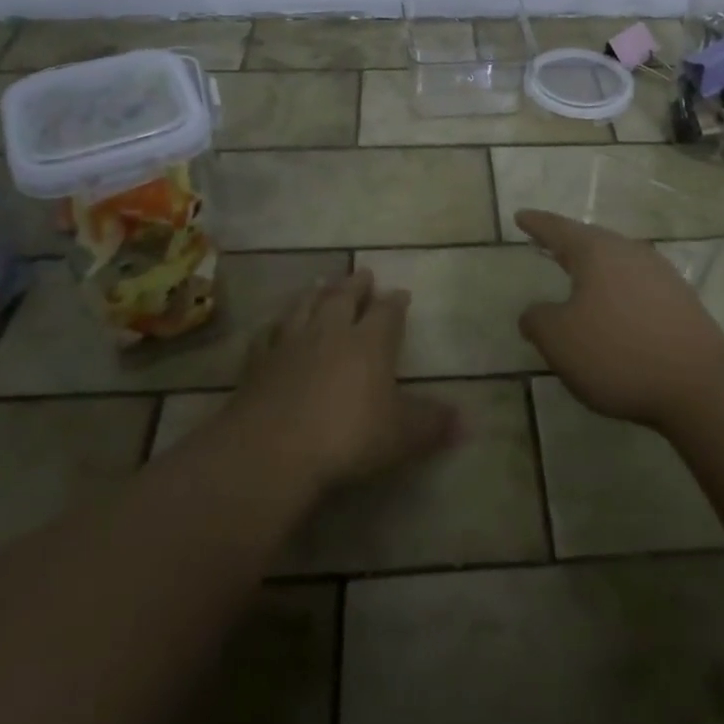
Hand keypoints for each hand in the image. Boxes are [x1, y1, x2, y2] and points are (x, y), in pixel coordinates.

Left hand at [231, 270, 457, 492]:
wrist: (272, 450)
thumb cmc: (348, 438)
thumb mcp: (401, 436)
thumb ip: (431, 424)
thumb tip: (465, 420)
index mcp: (370, 342)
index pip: (387, 312)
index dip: (396, 302)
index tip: (401, 294)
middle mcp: (331, 331)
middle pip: (344, 297)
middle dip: (356, 285)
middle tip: (364, 273)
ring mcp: (291, 343)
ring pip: (305, 306)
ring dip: (316, 293)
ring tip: (321, 283)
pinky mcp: (258, 362)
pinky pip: (268, 334)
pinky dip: (275, 325)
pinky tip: (275, 325)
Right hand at [515, 209, 723, 428]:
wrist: (700, 384)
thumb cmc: (618, 353)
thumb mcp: (559, 341)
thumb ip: (538, 320)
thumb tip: (534, 312)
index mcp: (596, 252)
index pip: (558, 229)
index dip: (536, 224)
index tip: (520, 216)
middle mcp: (629, 252)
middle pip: (592, 240)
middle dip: (568, 242)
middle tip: (548, 243)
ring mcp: (660, 274)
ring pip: (617, 260)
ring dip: (595, 267)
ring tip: (579, 276)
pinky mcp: (681, 300)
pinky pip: (637, 284)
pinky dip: (617, 289)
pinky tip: (614, 307)